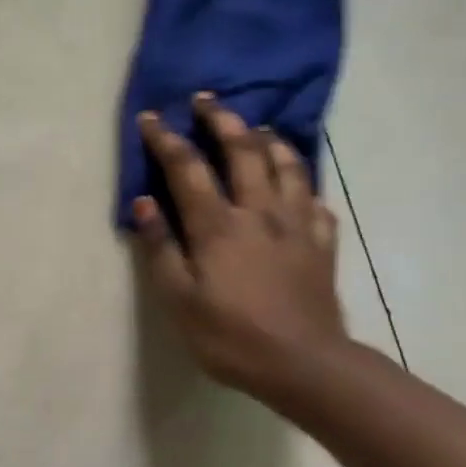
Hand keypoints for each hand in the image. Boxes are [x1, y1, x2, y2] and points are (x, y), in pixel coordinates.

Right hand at [129, 94, 348, 395]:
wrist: (305, 366)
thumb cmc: (230, 336)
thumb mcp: (179, 299)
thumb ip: (160, 248)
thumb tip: (143, 204)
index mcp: (218, 225)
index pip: (187, 168)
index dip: (166, 139)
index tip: (151, 117)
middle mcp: (259, 213)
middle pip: (243, 150)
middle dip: (221, 120)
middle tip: (206, 100)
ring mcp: (297, 227)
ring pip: (287, 167)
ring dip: (268, 140)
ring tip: (256, 129)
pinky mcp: (322, 246)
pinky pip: (316, 203)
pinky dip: (304, 185)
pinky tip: (298, 187)